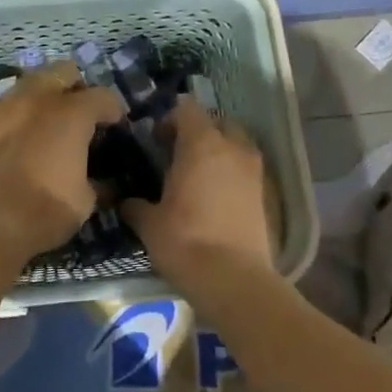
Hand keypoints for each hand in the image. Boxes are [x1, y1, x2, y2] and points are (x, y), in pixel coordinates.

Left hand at [0, 65, 125, 259]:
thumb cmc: (46, 209)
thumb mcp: (86, 199)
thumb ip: (96, 179)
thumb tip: (102, 181)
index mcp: (71, 113)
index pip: (103, 96)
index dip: (114, 110)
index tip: (116, 125)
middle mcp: (38, 99)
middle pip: (63, 72)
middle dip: (77, 88)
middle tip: (81, 114)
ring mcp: (6, 106)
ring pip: (31, 83)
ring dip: (44, 96)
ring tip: (48, 122)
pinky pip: (6, 105)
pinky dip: (18, 114)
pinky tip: (20, 136)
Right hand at [124, 99, 277, 293]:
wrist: (235, 281)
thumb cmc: (186, 242)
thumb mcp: (149, 224)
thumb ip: (136, 205)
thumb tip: (126, 202)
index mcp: (201, 144)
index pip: (186, 109)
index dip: (169, 119)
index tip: (155, 139)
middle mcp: (232, 148)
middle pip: (216, 122)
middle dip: (198, 131)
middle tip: (177, 154)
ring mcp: (253, 170)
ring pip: (236, 144)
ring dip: (218, 151)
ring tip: (197, 176)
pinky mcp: (266, 194)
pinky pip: (246, 170)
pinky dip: (231, 174)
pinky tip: (214, 197)